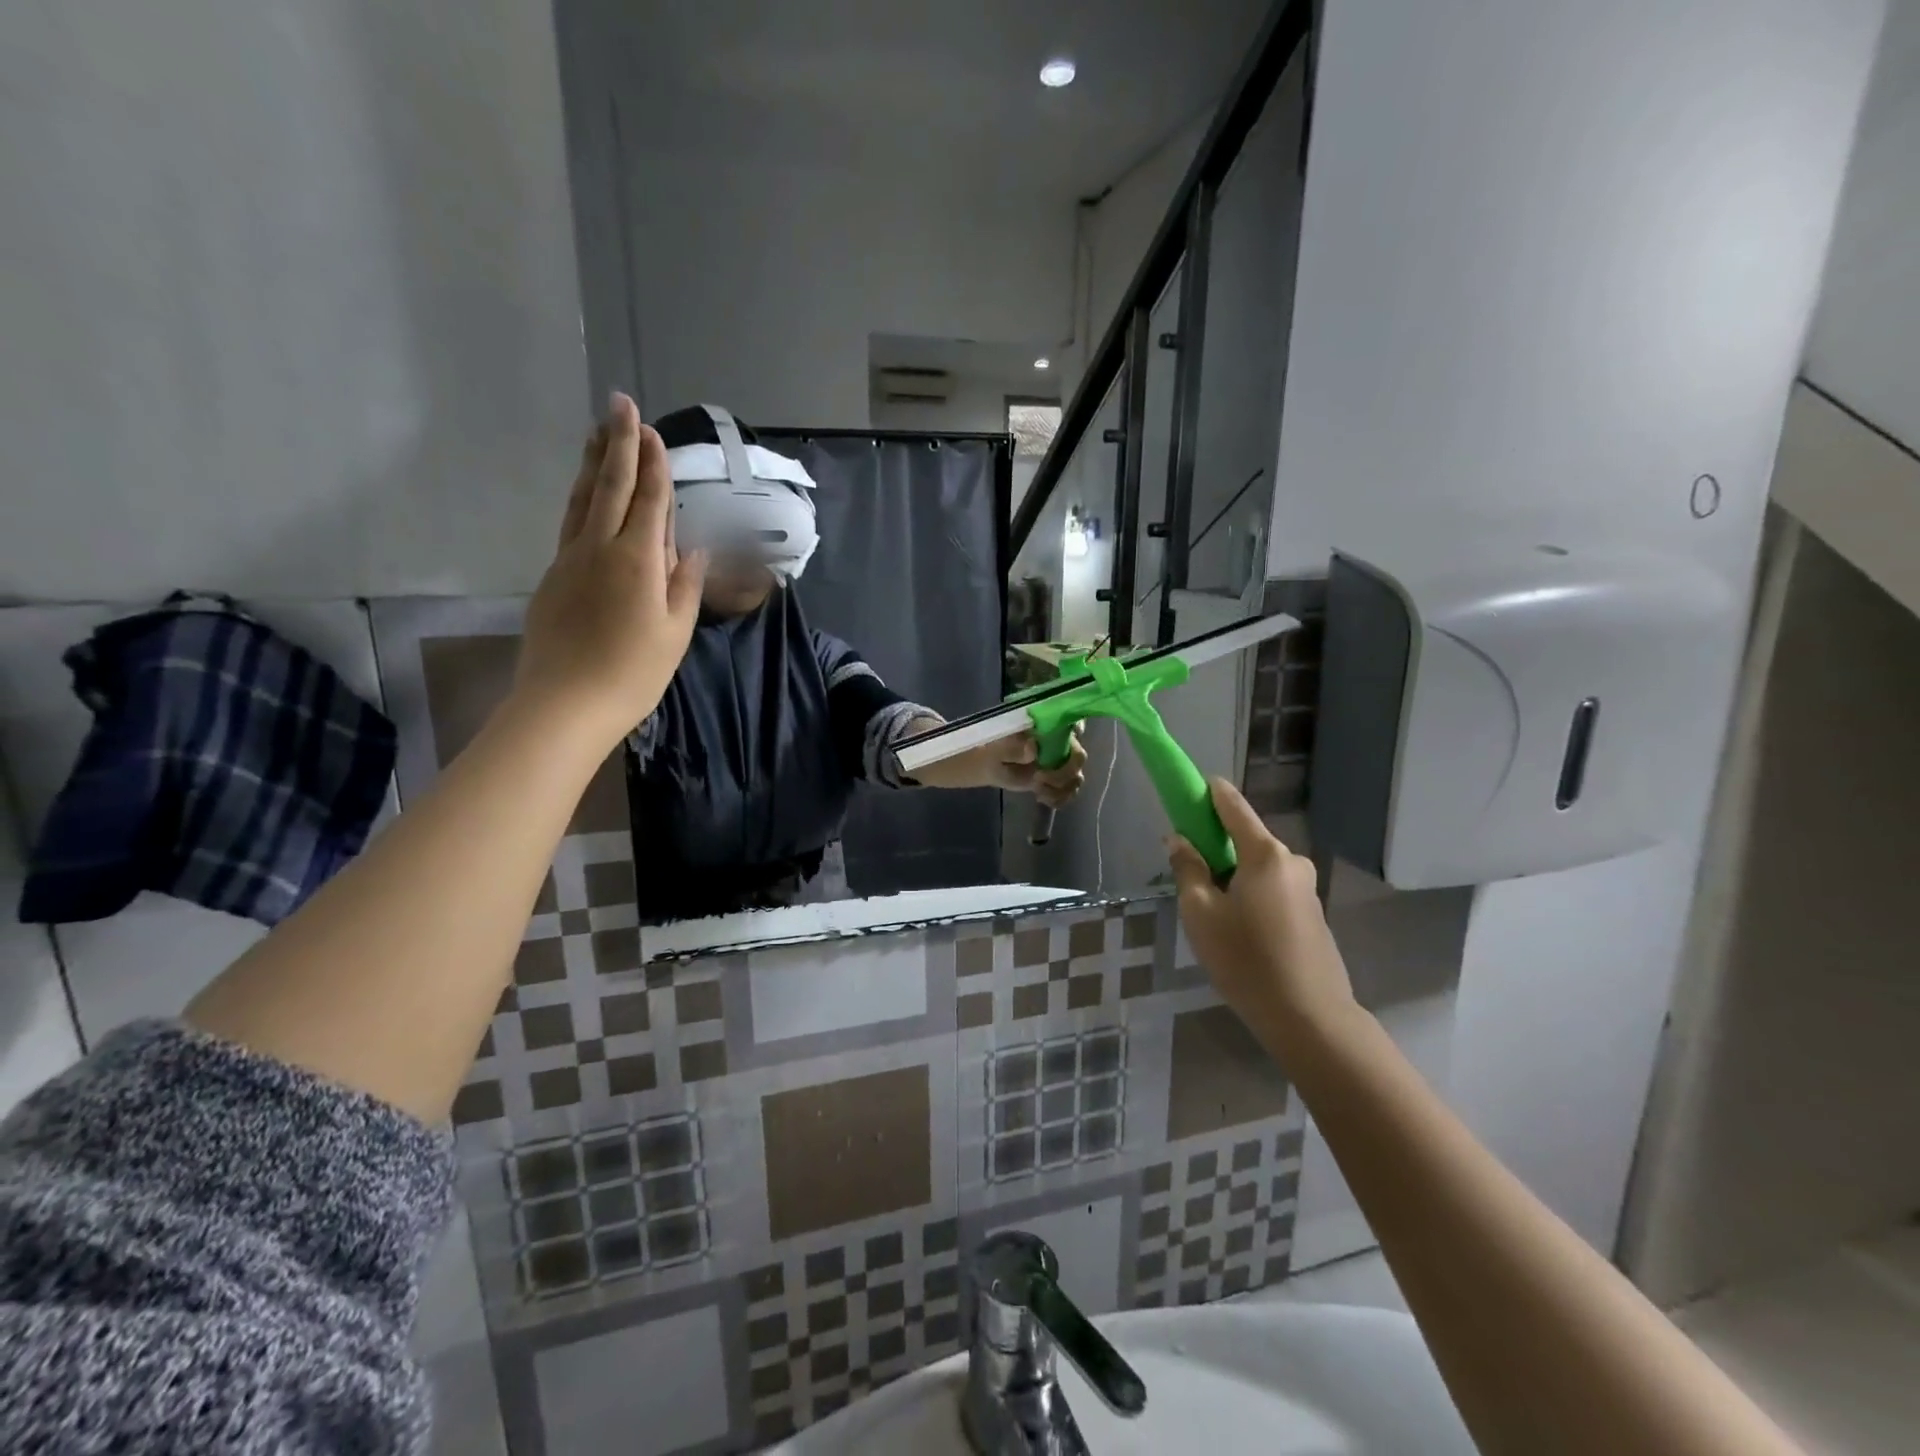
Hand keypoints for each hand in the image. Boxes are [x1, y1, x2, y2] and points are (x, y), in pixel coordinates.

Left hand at [515, 393, 707, 745]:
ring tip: (598, 432)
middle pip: (609, 486)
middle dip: (617, 444)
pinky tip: (586, 492)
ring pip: (582, 499)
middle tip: (620, 404)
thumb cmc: (633, 672)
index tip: (651, 430)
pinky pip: (571, 523)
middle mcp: (599, 547)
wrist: (565, 703)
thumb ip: (684, 584)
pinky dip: (582, 497)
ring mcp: (570, 559)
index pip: (647, 501)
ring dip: (593, 462)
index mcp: (637, 559)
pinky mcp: (553, 576)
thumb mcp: (675, 631)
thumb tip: (691, 547)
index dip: (651, 464)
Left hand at [973, 728, 1088, 806]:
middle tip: (1039, 777)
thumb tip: (1033, 748)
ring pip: (1075, 776)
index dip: (1077, 732)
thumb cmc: (991, 746)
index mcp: (1047, 724)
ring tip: (1038, 791)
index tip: (1067, 744)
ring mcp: (1059, 762)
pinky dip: (1059, 798)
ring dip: (1061, 788)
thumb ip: (1014, 746)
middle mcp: (1059, 741)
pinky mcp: (1055, 781)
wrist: (985, 764)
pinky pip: (1067, 791)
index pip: (1073, 723)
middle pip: (1078, 755)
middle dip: (1064, 771)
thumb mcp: (997, 745)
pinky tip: (1041, 798)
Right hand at [1166, 778, 1356, 1043]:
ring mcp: (1306, 889)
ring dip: (1233, 877)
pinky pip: (1272, 891)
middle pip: (1246, 840)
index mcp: (1264, 854)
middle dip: (1217, 847)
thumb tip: (1179, 839)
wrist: (1309, 1017)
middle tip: (1189, 874)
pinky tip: (1239, 932)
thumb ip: (1188, 869)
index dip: (1209, 792)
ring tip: (1212, 915)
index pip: (1233, 806)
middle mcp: (1291, 862)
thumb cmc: (1246, 959)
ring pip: (1258, 869)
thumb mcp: (1201, 913)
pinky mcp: (1313, 915)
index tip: (1190, 786)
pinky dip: (1251, 896)